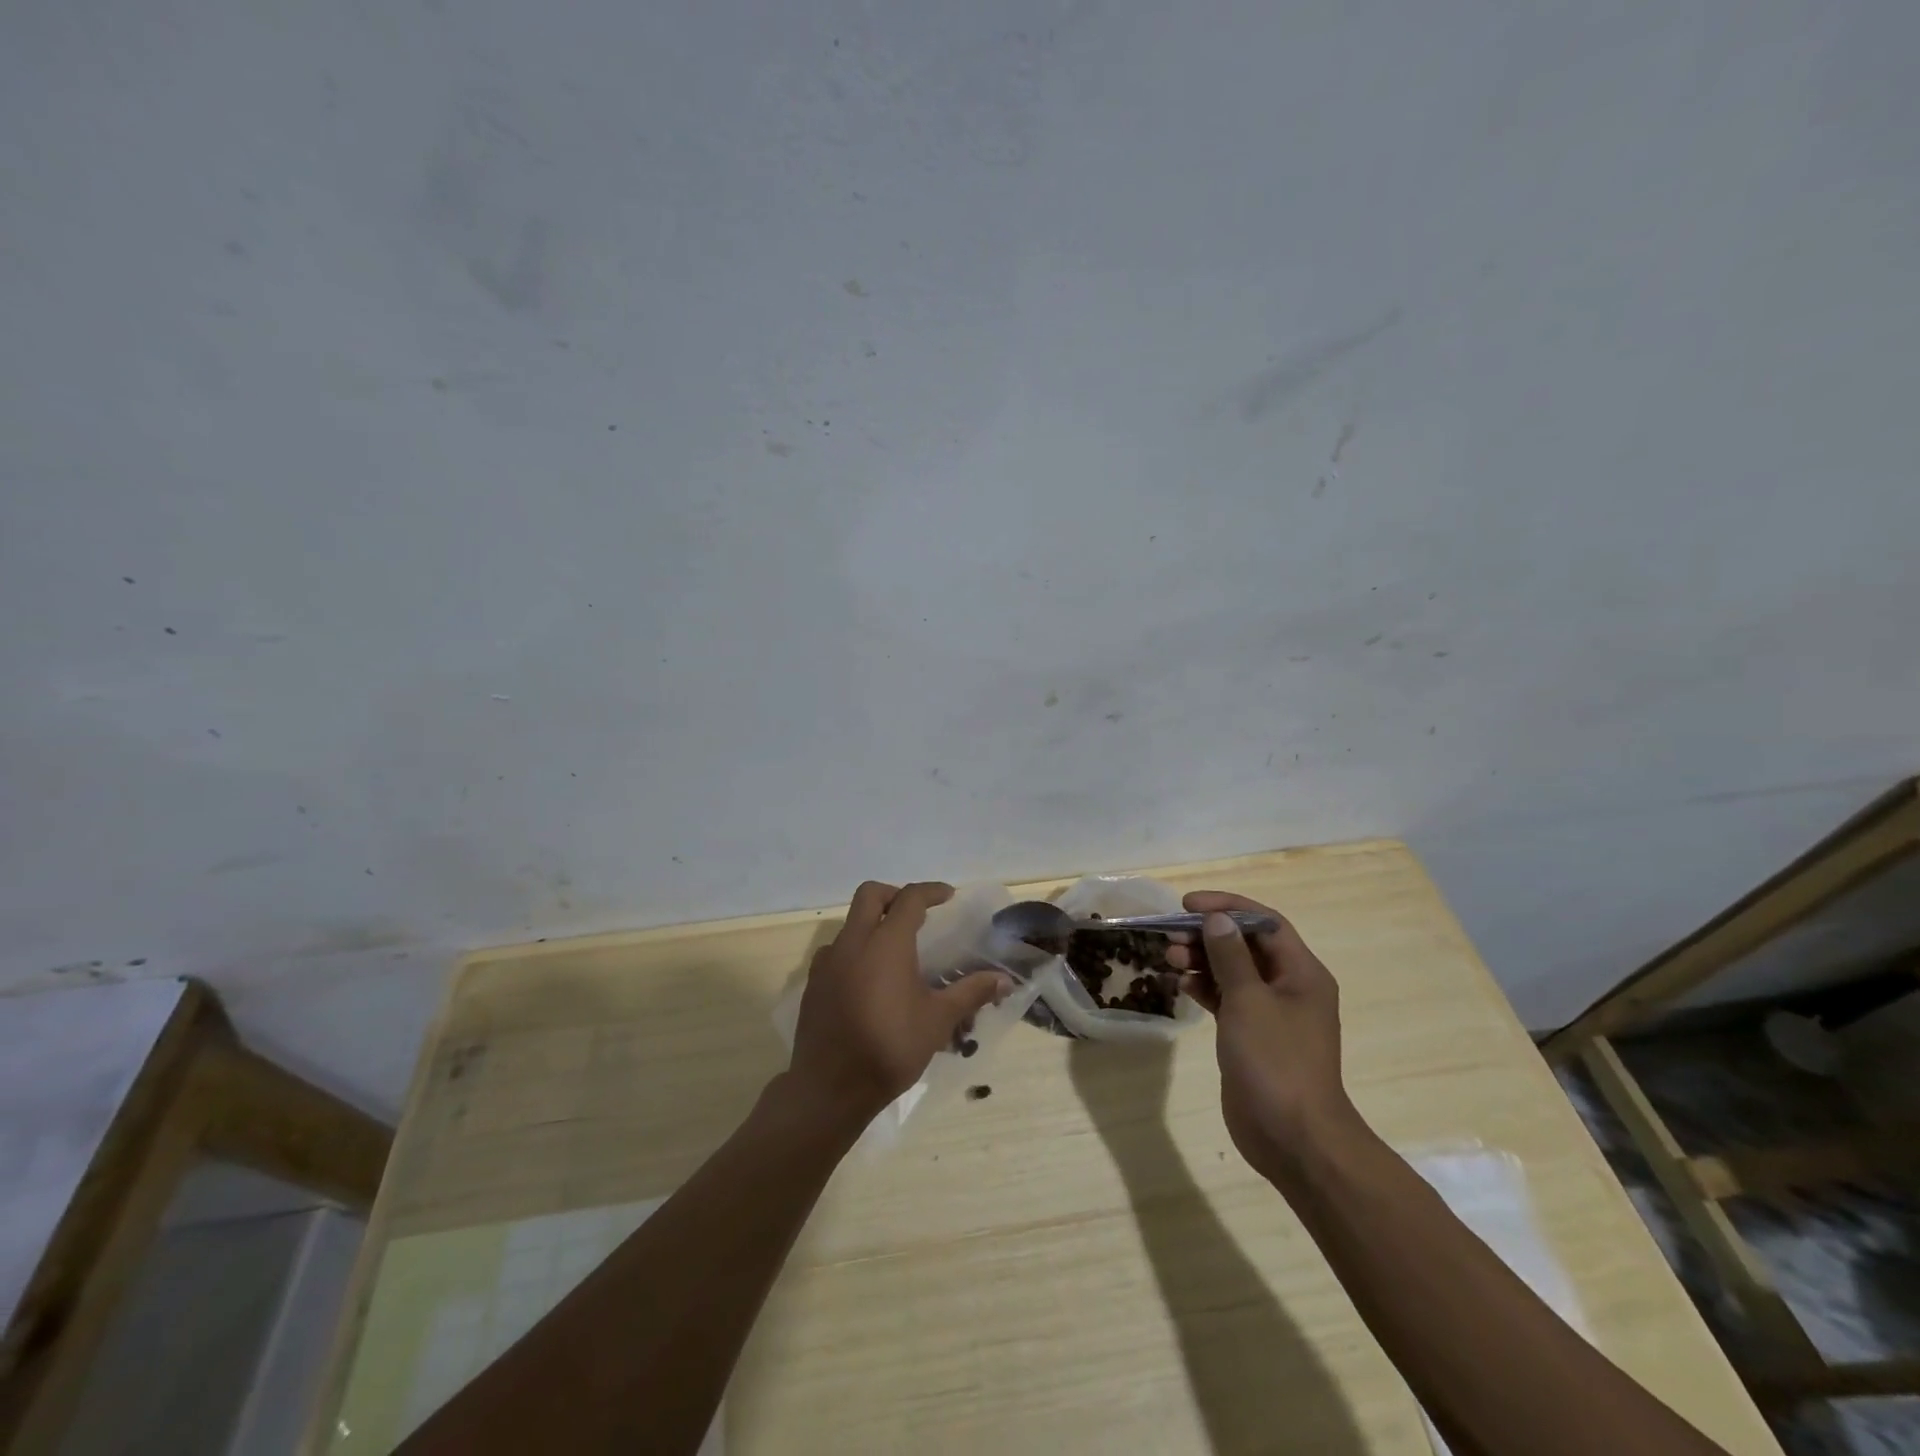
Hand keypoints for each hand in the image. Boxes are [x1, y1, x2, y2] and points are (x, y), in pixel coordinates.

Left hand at [786, 881, 1012, 1127]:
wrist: (830, 1089)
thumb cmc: (890, 1048)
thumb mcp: (938, 1021)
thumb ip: (970, 993)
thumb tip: (1004, 980)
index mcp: (886, 943)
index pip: (909, 899)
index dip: (930, 891)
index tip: (947, 896)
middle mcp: (853, 942)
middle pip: (870, 895)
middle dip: (895, 895)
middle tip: (916, 914)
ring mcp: (827, 962)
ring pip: (849, 924)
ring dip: (871, 925)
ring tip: (893, 952)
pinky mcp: (813, 984)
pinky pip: (835, 952)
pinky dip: (854, 952)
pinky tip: (868, 981)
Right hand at [1167, 891, 1362, 1181]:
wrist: (1294, 1138)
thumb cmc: (1276, 1061)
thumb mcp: (1249, 1001)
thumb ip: (1230, 956)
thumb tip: (1217, 919)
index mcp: (1302, 973)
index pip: (1264, 923)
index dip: (1227, 907)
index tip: (1188, 905)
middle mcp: (1289, 987)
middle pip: (1246, 945)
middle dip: (1208, 935)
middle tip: (1171, 935)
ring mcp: (1271, 1014)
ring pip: (1233, 971)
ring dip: (1202, 960)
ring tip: (1169, 958)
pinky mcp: (1252, 1036)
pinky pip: (1227, 999)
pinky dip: (1205, 988)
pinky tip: (1182, 985)